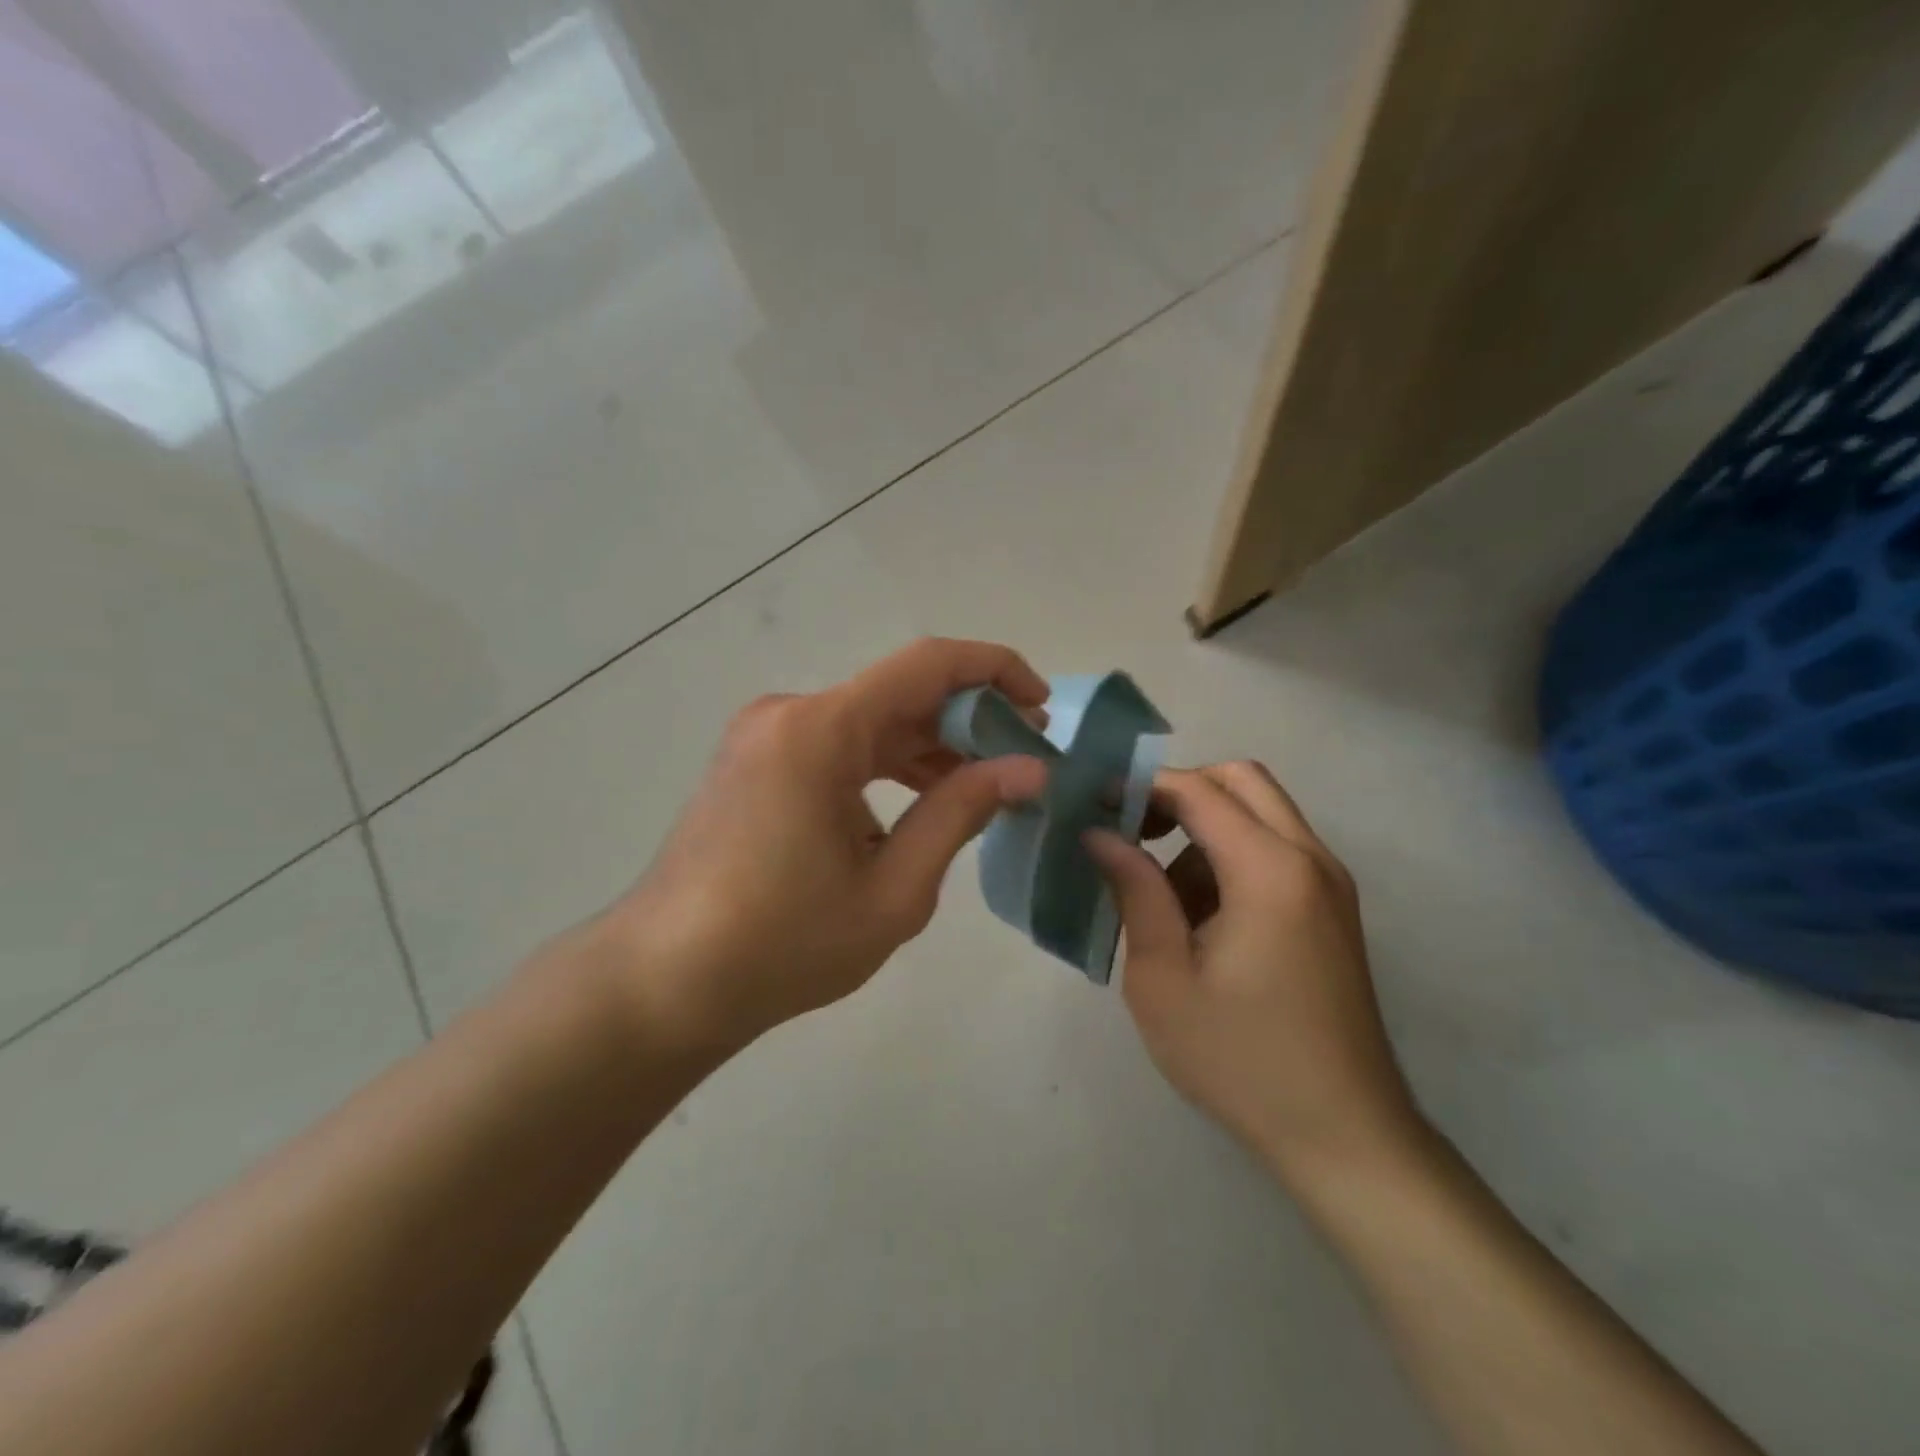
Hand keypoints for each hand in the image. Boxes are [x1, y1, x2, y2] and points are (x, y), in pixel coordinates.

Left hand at [599, 639, 1048, 1049]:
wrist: (663, 982)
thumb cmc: (781, 945)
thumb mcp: (892, 889)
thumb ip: (961, 813)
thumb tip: (1029, 769)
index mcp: (820, 731)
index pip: (927, 664)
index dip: (994, 671)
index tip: (1041, 706)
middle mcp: (790, 714)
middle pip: (900, 693)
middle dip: (970, 718)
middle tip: (1026, 759)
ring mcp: (767, 736)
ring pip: (871, 721)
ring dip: (931, 745)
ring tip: (987, 784)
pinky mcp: (758, 763)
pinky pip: (840, 746)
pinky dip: (888, 764)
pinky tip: (923, 802)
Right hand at [1086, 763, 1423, 1184]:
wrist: (1344, 1136)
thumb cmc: (1239, 1059)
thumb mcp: (1163, 977)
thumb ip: (1134, 891)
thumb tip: (1099, 833)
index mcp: (1270, 870)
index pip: (1198, 790)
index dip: (1140, 786)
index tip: (1093, 805)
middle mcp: (1310, 859)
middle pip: (1241, 780)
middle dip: (1180, 792)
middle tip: (1132, 832)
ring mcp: (1329, 885)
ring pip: (1259, 815)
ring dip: (1204, 832)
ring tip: (1162, 901)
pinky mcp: (1331, 911)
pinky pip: (1274, 853)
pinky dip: (1230, 860)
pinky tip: (1200, 924)